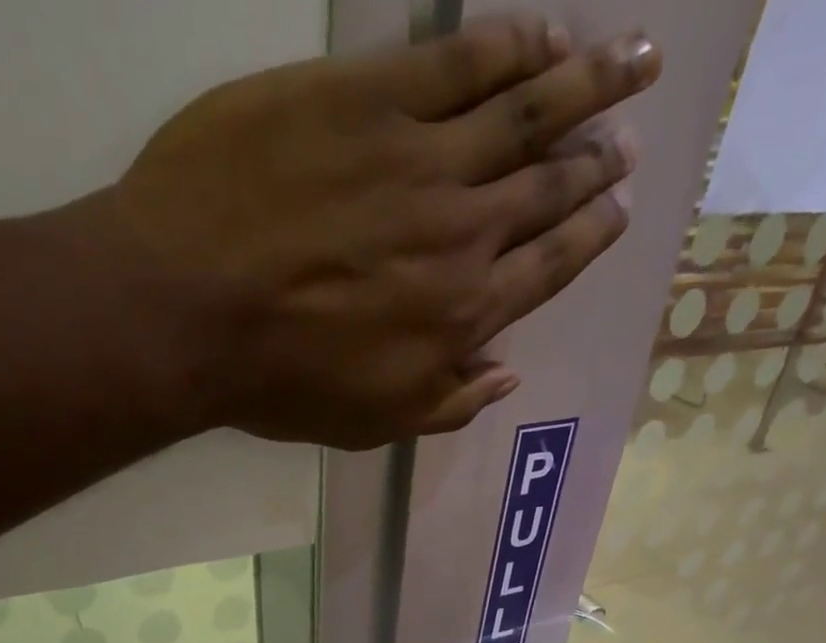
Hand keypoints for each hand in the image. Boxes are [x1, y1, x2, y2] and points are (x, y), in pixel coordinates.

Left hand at [89, 15, 661, 447]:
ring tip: (633, 59)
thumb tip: (506, 376)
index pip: (548, 266)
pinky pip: (459, 60)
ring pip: (525, 113)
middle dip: (599, 162)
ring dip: (588, 84)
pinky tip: (547, 35)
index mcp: (463, 315)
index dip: (590, 235)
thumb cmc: (284, 381)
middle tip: (633, 136)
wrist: (191, 309)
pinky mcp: (369, 96)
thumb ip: (449, 402)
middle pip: (548, 188)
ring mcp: (420, 159)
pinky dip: (510, 45)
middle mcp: (463, 234)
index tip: (620, 209)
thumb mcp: (376, 422)